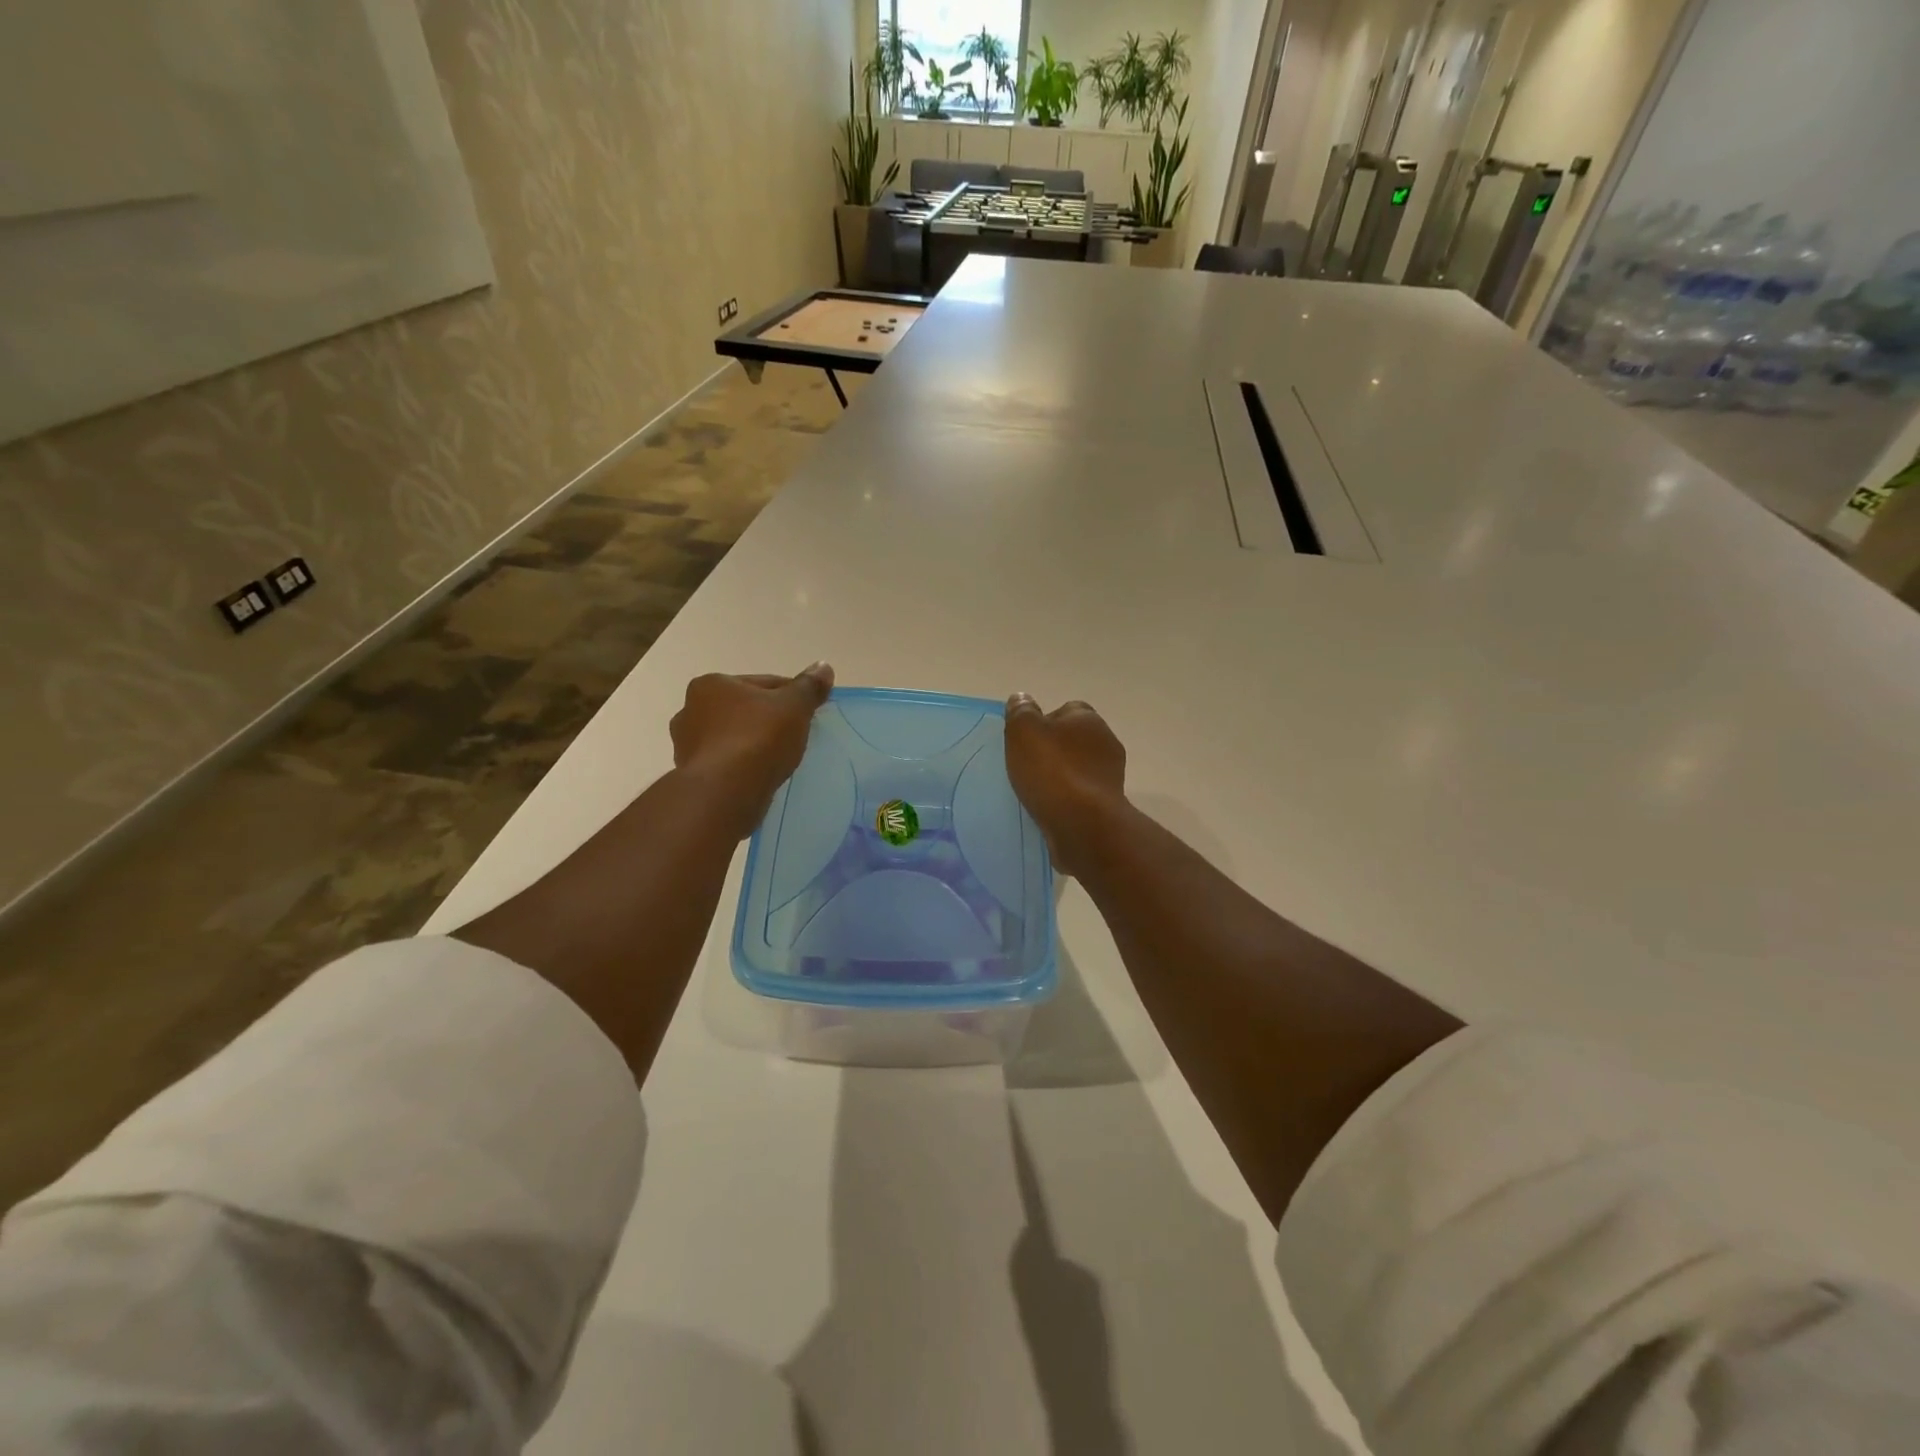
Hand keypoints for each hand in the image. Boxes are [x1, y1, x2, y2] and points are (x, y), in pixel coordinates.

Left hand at [671, 664, 834, 834]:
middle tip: (794, 735)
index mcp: (711, 684)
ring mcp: (686, 745)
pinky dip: (741, 766)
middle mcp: (690, 710)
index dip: (791, 695)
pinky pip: (725, 764)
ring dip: (752, 744)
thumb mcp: (794, 707)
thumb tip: (824, 666)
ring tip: (778, 759)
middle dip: (767, 719)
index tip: (809, 712)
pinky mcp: (691, 776)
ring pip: (732, 737)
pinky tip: (760, 776)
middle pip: (743, 710)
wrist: (725, 793)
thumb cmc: (758, 739)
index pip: (763, 684)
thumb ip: (809, 686)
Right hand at [1004, 693, 1126, 875]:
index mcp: (1088, 719)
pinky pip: (1081, 795)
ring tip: (1034, 791)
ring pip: (1079, 768)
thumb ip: (1021, 711)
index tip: (1025, 739)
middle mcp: (1105, 742)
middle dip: (1054, 749)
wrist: (1083, 824)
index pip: (1066, 710)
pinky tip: (1049, 809)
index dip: (1044, 721)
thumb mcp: (1024, 731)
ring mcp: (1110, 776)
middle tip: (1027, 765)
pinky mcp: (1108, 805)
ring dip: (1061, 777)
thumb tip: (1021, 698)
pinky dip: (1067, 799)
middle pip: (1074, 740)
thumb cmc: (1052, 771)